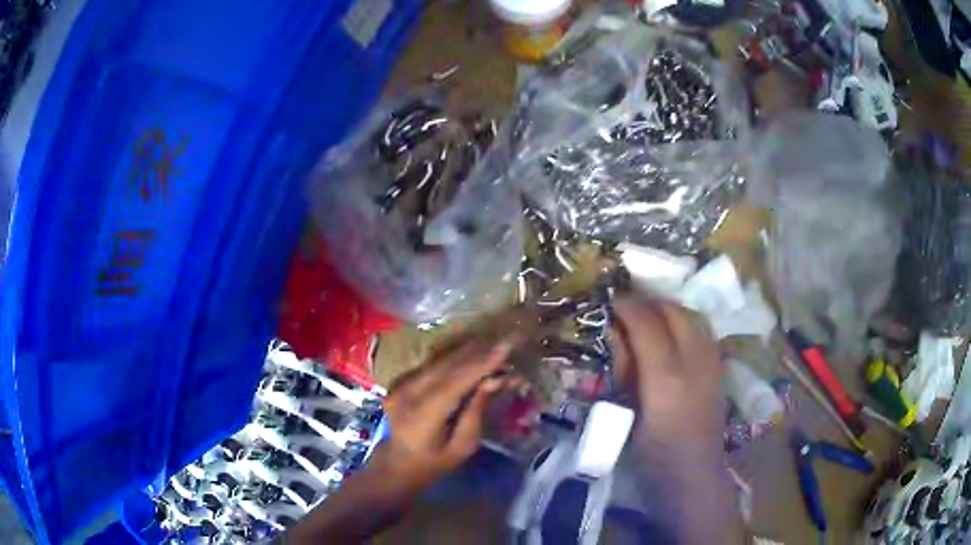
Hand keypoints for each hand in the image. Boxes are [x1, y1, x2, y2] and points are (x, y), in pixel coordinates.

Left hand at [371, 335, 521, 496]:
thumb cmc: (434, 462)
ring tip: (495, 345)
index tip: (507, 347)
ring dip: (468, 351)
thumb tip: (495, 380)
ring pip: (438, 359)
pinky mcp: (401, 379)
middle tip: (508, 342)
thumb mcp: (462, 446)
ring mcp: (400, 384)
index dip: (481, 364)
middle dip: (480, 353)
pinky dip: (454, 356)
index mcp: (421, 416)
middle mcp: (407, 394)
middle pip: (447, 366)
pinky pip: (431, 362)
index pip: (454, 383)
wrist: (397, 463)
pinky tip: (474, 351)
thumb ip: (476, 411)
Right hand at [610, 296, 722, 452]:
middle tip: (625, 309)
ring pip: (691, 315)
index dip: (626, 307)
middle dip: (647, 303)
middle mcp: (695, 361)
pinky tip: (670, 336)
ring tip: (646, 319)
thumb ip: (624, 370)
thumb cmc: (652, 455)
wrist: (694, 474)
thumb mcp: (627, 415)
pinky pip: (701, 329)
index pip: (646, 324)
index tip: (608, 301)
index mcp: (667, 378)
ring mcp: (712, 362)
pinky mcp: (720, 367)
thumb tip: (614, 333)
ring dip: (666, 310)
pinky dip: (683, 322)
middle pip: (674, 311)